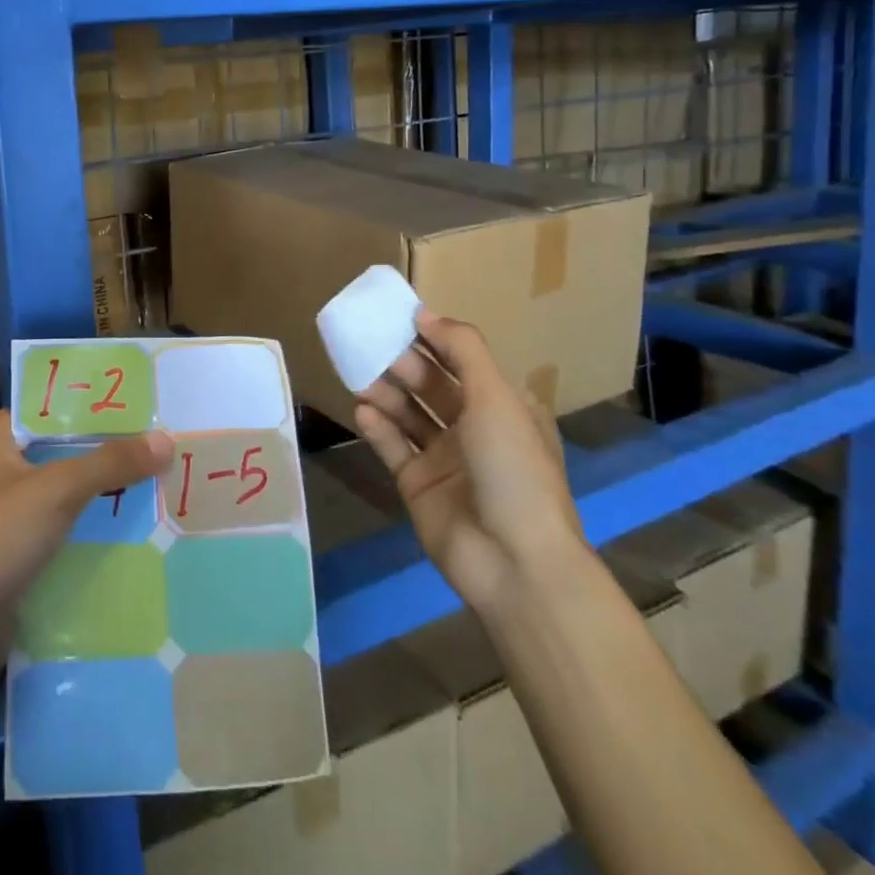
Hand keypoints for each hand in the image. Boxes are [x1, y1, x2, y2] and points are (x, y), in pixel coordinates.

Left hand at [0, 411, 169, 685]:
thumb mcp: (56, 490)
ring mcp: (5, 510)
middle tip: (166, 444)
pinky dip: (93, 524)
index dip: (99, 406)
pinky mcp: (16, 549)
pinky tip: (137, 524)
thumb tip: (166, 439)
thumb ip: (110, 462)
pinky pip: (64, 525)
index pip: (55, 407)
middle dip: (110, 450)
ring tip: (164, 479)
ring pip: (67, 488)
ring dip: (106, 489)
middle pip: (64, 448)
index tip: (149, 406)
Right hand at [352, 312, 587, 616]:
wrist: (514, 561)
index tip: (398, 316)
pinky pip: (392, 446)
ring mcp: (443, 458)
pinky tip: (362, 411)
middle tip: (370, 343)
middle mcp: (472, 429)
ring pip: (407, 413)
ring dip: (385, 392)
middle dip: (402, 362)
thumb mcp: (497, 398)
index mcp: (502, 407)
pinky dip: (377, 427)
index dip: (433, 338)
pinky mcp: (416, 484)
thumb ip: (462, 350)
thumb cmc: (513, 469)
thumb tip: (425, 313)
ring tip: (360, 376)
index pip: (462, 361)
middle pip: (430, 384)